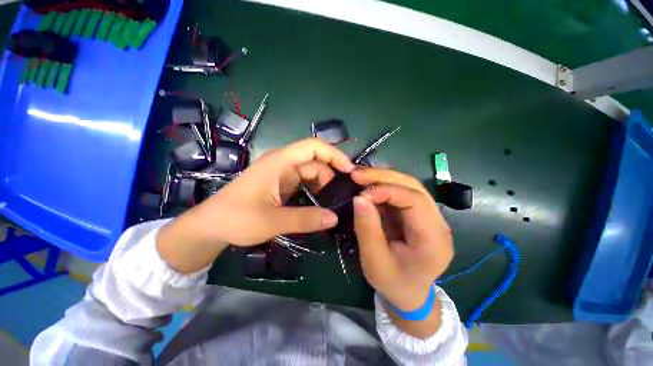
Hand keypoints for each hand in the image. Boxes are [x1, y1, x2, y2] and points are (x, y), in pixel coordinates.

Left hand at [156, 139, 353, 272]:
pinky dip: (315, 191)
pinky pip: (304, 183)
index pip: (313, 146)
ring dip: (323, 186)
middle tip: (340, 198)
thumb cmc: (236, 219)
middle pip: (315, 162)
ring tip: (333, 203)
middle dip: (330, 177)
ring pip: (311, 173)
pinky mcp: (281, 185)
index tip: (349, 170)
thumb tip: (335, 218)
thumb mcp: (272, 221)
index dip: (334, 154)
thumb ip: (305, 219)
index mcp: (279, 162)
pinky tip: (321, 204)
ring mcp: (282, 175)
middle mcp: (282, 164)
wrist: (210, 227)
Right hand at [351, 168, 452, 311]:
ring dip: (383, 177)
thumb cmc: (393, 283)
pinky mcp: (419, 213)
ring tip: (360, 176)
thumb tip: (358, 198)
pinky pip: (402, 191)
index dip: (387, 191)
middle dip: (383, 177)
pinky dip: (383, 184)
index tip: (361, 193)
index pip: (415, 201)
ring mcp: (430, 216)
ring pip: (408, 185)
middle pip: (414, 187)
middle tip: (356, 174)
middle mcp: (438, 223)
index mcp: (434, 240)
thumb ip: (367, 229)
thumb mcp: (374, 262)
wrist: (410, 293)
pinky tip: (369, 183)